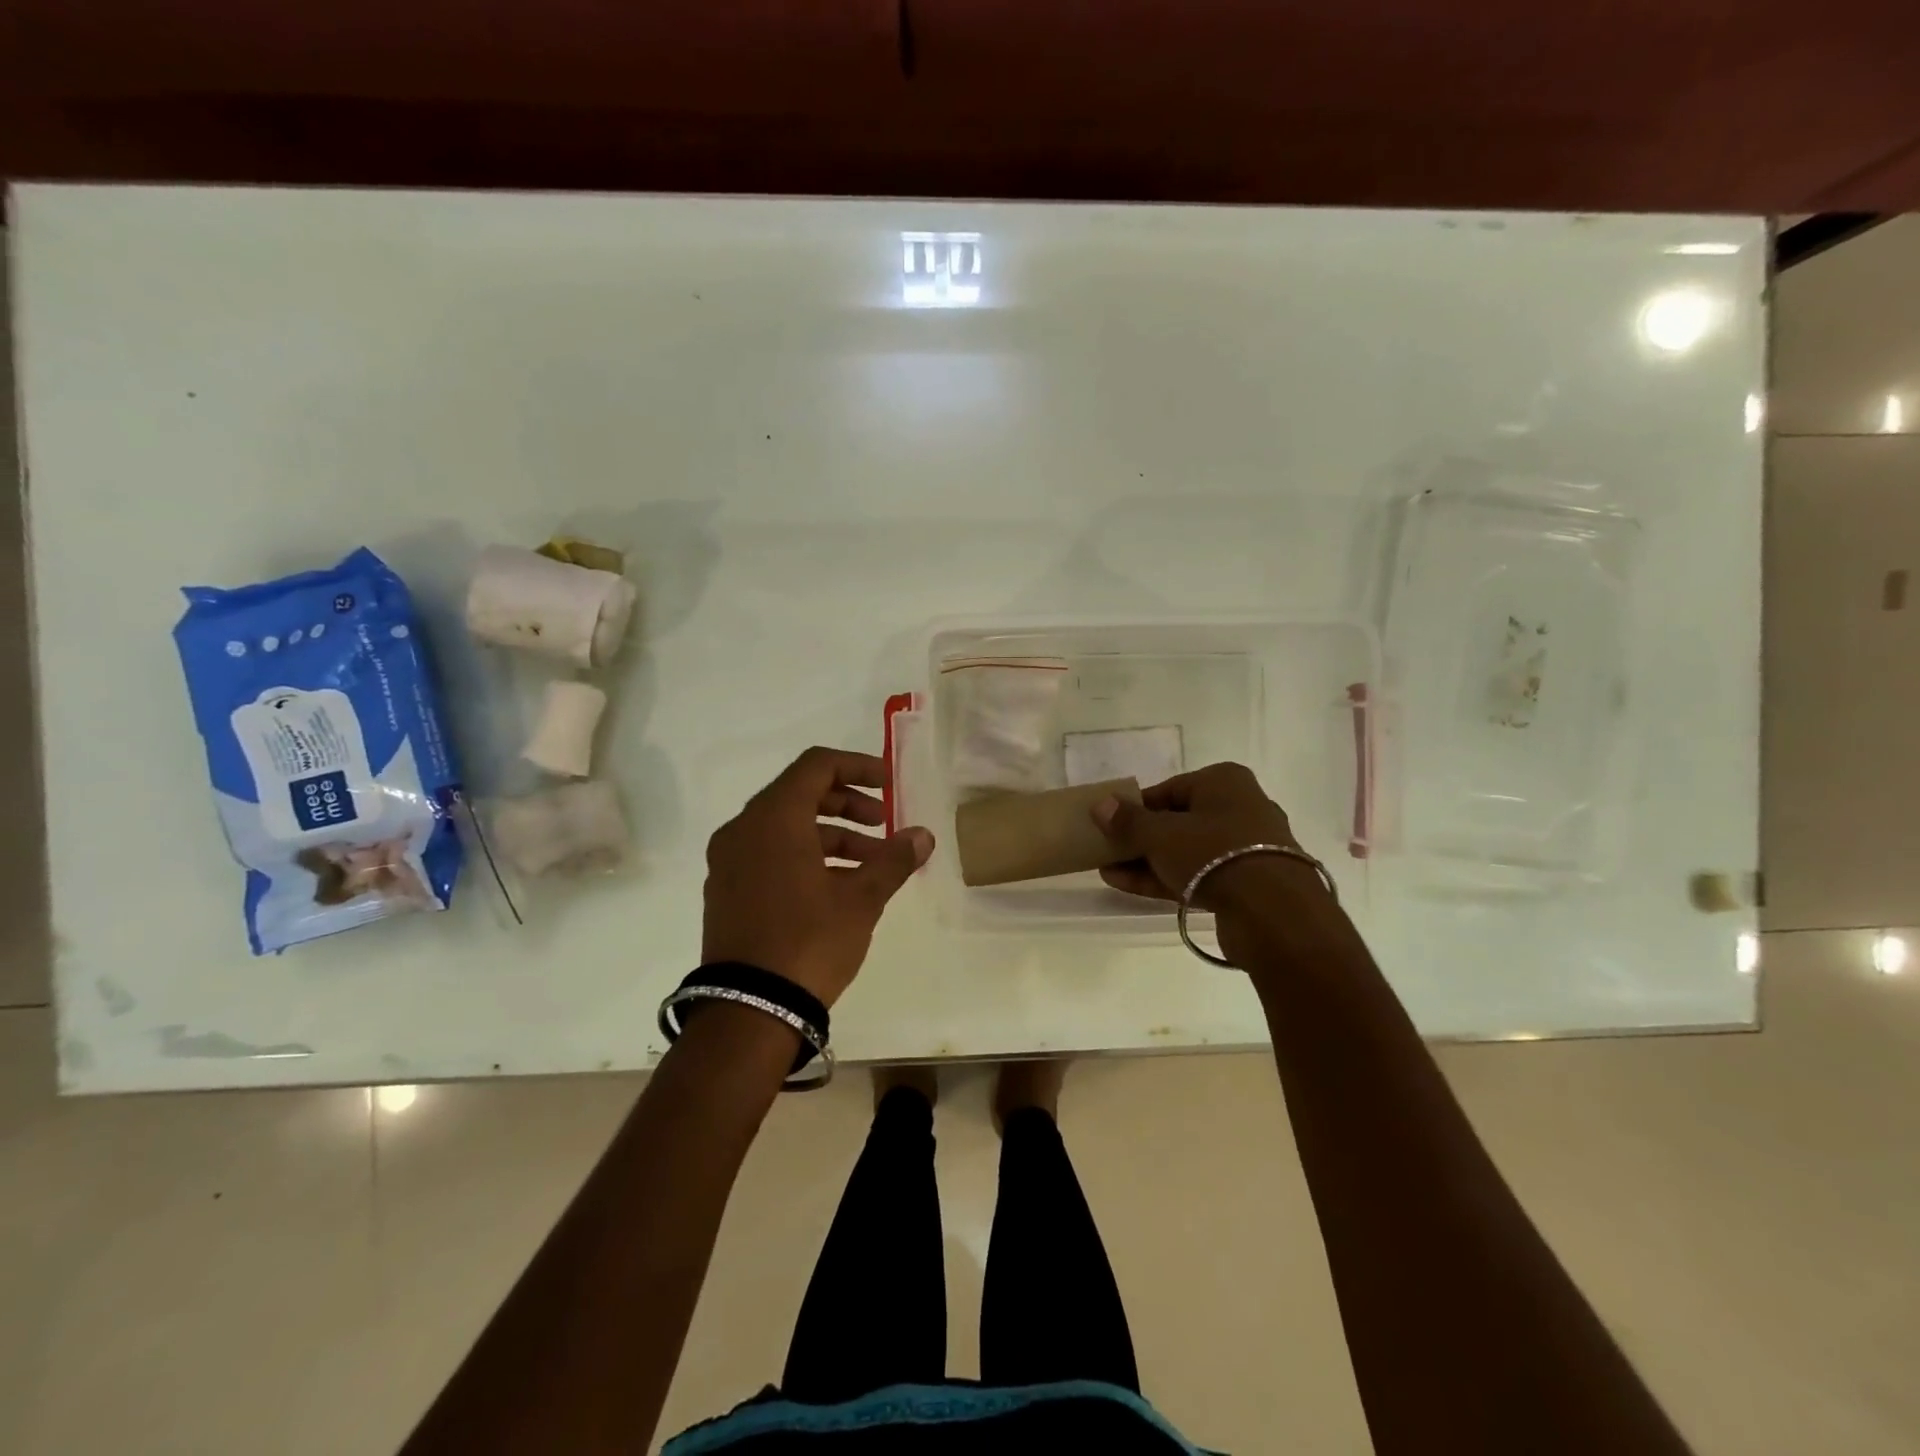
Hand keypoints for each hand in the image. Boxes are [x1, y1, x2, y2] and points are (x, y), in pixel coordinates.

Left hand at [702, 747, 933, 1007]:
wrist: (748, 1011)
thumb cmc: (808, 942)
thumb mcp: (860, 900)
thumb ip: (893, 860)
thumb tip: (923, 835)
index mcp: (773, 819)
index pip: (817, 766)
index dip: (857, 767)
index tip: (889, 785)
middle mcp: (743, 830)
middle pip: (800, 794)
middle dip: (847, 804)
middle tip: (882, 825)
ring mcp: (728, 862)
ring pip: (785, 827)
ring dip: (831, 835)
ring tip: (870, 863)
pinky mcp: (725, 890)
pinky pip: (768, 853)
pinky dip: (804, 855)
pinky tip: (837, 885)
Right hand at [1089, 762, 1298, 907]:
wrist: (1272, 913)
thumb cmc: (1213, 853)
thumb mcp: (1161, 833)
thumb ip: (1128, 821)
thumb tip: (1101, 805)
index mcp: (1224, 782)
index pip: (1168, 789)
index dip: (1136, 807)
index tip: (1109, 824)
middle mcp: (1239, 808)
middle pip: (1177, 821)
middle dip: (1139, 837)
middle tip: (1107, 849)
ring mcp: (1244, 849)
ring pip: (1185, 851)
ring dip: (1146, 861)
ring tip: (1108, 871)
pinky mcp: (1245, 884)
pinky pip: (1196, 875)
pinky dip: (1164, 878)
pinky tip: (1127, 886)